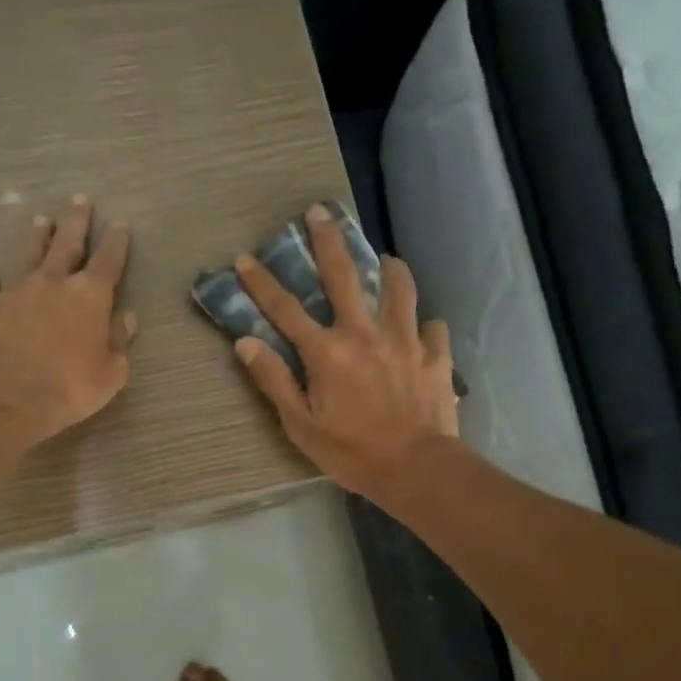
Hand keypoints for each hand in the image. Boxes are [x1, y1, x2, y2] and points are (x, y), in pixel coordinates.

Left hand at [0, 195, 135, 458]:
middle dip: (76, 221)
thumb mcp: (111, 374)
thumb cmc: (69, 390)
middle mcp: (53, 283)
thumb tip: (126, 317)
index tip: (120, 225)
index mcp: (89, 297)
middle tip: (79, 199)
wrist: (6, 402)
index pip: (108, 261)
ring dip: (36, 237)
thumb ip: (120, 342)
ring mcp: (15, 292)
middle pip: (67, 244)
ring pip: (28, 254)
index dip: (116, 242)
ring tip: (40, 220)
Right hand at [232, 205, 457, 497]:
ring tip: (386, 260)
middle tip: (320, 212)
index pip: (285, 310)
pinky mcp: (435, 355)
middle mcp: (364, 334)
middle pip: (344, 276)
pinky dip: (425, 324)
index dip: (261, 283)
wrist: (417, 469)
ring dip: (389, 269)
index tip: (245, 257)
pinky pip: (433, 326)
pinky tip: (422, 328)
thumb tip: (246, 344)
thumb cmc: (351, 453)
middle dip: (327, 241)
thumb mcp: (300, 426)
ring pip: (399, 288)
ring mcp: (404, 340)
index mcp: (327, 352)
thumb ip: (274, 382)